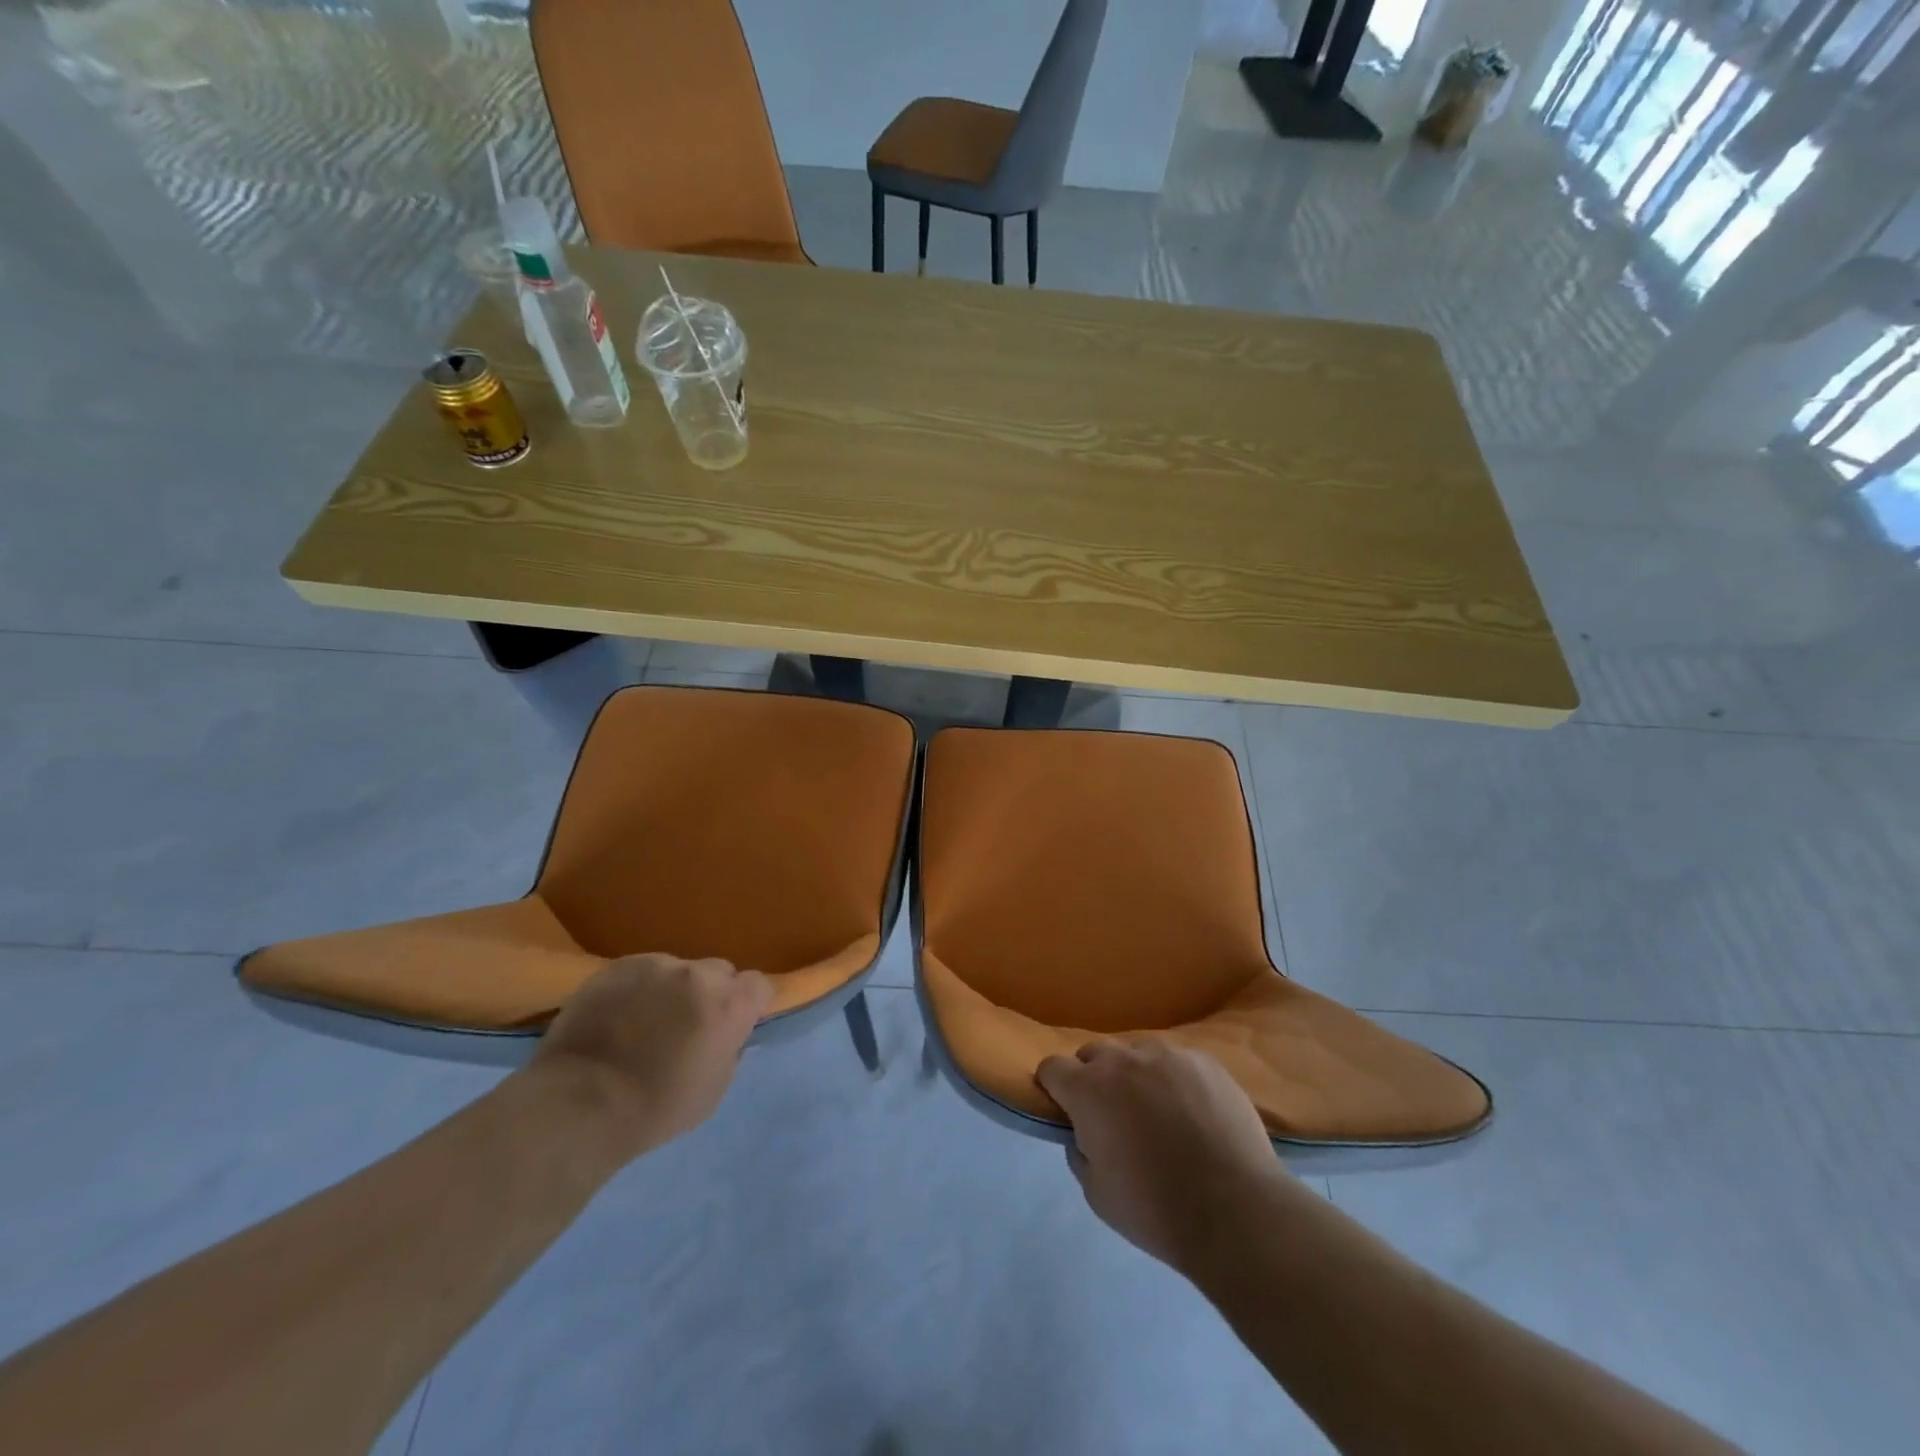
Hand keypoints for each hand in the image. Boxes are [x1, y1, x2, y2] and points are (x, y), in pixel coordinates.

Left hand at [527, 953, 772, 1162]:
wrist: (580, 1103)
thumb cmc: (656, 1108)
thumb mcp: (714, 1089)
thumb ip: (729, 1049)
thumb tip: (726, 1034)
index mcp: (730, 1004)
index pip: (759, 985)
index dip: (749, 1004)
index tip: (735, 1023)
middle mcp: (698, 974)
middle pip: (718, 972)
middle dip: (710, 993)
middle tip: (687, 1024)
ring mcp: (655, 965)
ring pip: (676, 970)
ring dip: (670, 990)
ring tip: (643, 1022)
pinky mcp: (617, 966)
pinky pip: (639, 972)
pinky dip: (635, 990)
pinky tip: (616, 1017)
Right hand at [1037, 1039, 1293, 1274]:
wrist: (1237, 1212)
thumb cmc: (1156, 1210)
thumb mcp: (1096, 1193)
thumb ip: (1079, 1150)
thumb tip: (1083, 1131)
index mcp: (1089, 1089)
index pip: (1052, 1068)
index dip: (1054, 1088)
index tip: (1066, 1111)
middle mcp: (1124, 1059)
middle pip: (1094, 1054)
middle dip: (1095, 1079)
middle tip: (1113, 1117)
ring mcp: (1168, 1055)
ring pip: (1138, 1055)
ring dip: (1137, 1077)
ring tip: (1160, 1114)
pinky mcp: (1206, 1061)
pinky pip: (1177, 1063)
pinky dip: (1175, 1081)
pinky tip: (1194, 1115)